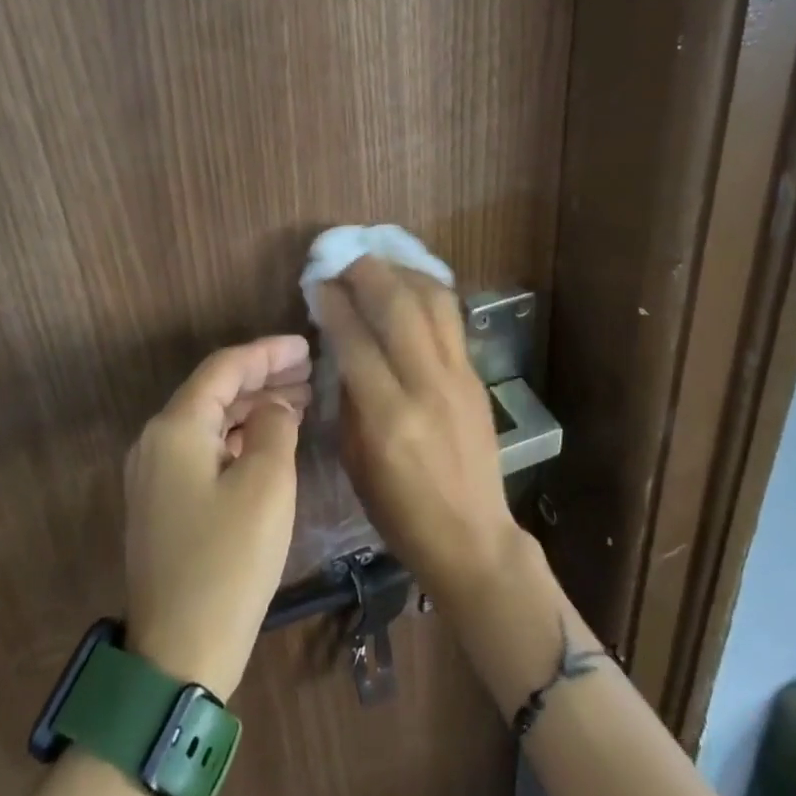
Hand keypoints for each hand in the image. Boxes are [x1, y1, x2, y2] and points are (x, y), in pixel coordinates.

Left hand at [123, 336, 310, 701]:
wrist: (177, 657)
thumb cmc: (229, 562)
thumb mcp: (267, 484)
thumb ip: (276, 427)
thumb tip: (275, 405)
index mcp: (176, 428)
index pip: (224, 368)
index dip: (268, 352)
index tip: (307, 345)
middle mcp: (157, 442)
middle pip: (215, 391)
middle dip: (264, 377)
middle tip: (310, 371)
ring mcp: (156, 475)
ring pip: (211, 421)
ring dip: (254, 407)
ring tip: (301, 399)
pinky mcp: (164, 503)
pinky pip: (205, 449)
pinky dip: (240, 437)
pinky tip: (272, 439)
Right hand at [315, 258, 522, 605]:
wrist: (473, 539)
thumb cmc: (399, 511)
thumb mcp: (355, 459)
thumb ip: (348, 396)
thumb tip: (340, 343)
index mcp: (388, 418)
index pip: (356, 339)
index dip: (334, 302)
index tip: (319, 281)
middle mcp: (427, 387)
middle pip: (399, 307)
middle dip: (368, 272)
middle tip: (345, 257)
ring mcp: (459, 377)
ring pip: (434, 302)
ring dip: (403, 273)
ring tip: (379, 261)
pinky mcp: (477, 377)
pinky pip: (451, 320)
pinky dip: (428, 293)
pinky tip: (410, 285)